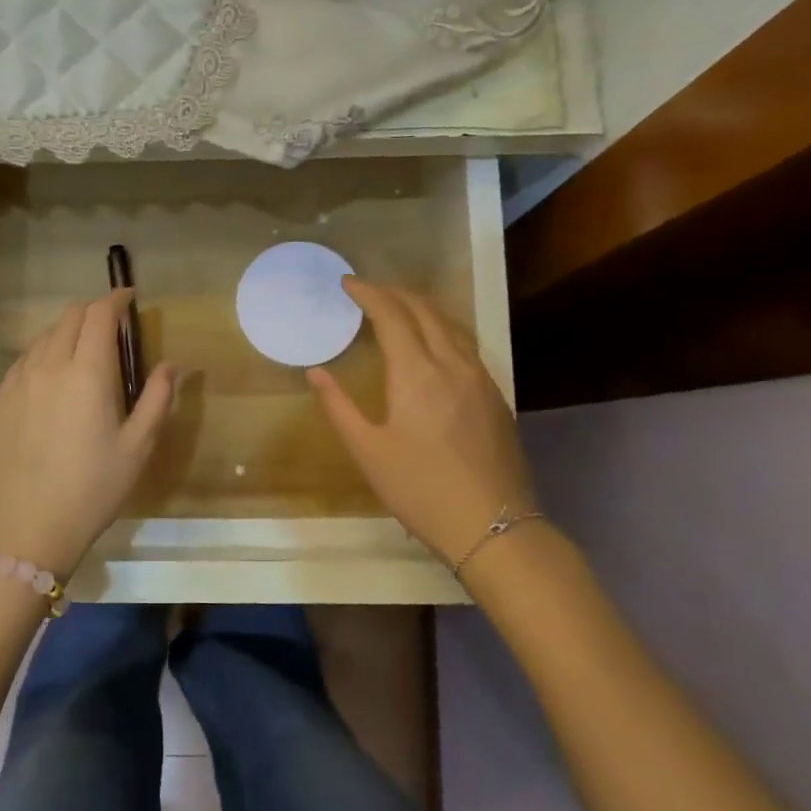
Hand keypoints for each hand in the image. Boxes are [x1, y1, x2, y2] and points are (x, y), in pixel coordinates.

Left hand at [0, 290, 176, 578]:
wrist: (29, 528)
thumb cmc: (93, 489)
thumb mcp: (137, 447)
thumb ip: (157, 399)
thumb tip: (170, 365)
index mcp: (87, 373)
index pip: (99, 315)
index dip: (116, 299)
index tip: (131, 298)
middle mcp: (49, 366)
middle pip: (69, 317)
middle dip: (94, 311)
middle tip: (113, 326)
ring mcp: (19, 383)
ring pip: (44, 336)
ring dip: (68, 331)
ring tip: (85, 350)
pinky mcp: (1, 401)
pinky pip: (24, 360)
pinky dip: (44, 353)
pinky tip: (52, 375)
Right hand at [309, 278, 537, 566]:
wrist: (493, 526)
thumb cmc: (420, 490)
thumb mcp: (368, 452)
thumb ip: (338, 407)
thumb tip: (315, 372)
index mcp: (417, 373)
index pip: (392, 315)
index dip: (368, 293)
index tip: (346, 283)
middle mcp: (452, 364)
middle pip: (424, 310)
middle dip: (394, 292)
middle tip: (367, 291)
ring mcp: (480, 378)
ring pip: (450, 324)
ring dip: (420, 307)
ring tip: (397, 307)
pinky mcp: (495, 395)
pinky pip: (465, 344)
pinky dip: (441, 328)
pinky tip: (432, 342)